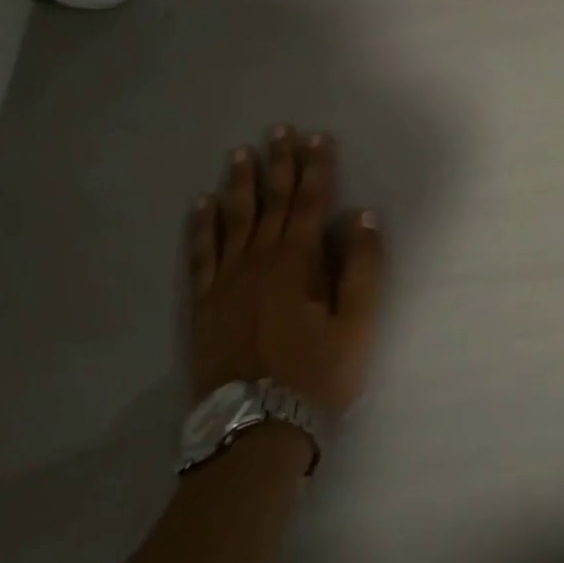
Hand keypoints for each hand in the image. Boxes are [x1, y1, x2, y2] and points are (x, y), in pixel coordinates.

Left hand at [187, 127, 384, 416]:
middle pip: (271, 202)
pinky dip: (202, 227)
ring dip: (239, 184)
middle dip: (278, 164)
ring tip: (240, 153)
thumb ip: (361, 267)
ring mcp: (226, 282)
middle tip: (278, 130)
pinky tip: (202, 206)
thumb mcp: (357, 324)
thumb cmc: (316, 375)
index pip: (310, 202)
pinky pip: (201, 254)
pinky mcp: (204, 305)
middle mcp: (259, 262)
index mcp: (298, 262)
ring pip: (234, 220)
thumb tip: (361, 216)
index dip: (316, 168)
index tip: (317, 137)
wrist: (254, 432)